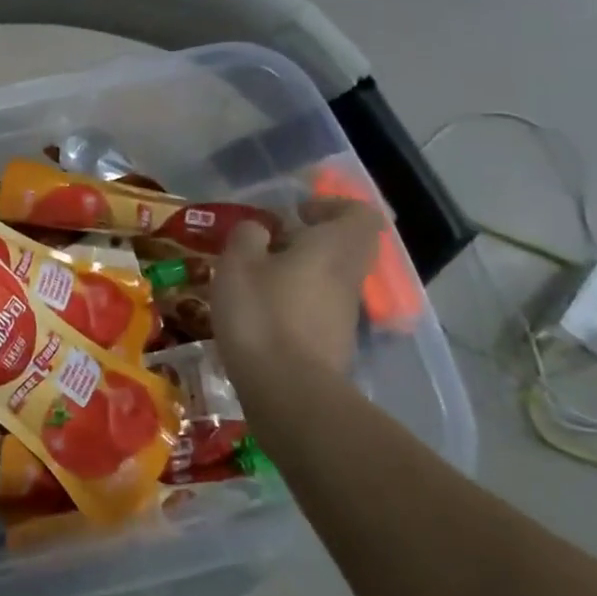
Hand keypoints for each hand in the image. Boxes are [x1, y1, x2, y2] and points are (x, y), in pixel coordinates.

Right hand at [209, 198, 383, 399]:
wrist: (287, 390)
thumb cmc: (262, 313)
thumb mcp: (238, 263)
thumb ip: (248, 236)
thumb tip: (259, 229)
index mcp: (334, 248)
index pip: (359, 213)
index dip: (330, 206)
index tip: (294, 214)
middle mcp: (349, 277)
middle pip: (343, 247)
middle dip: (306, 242)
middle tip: (266, 246)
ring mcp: (345, 314)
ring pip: (328, 279)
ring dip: (296, 274)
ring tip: (252, 282)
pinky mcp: (332, 344)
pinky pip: (316, 309)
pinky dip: (292, 305)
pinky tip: (257, 316)